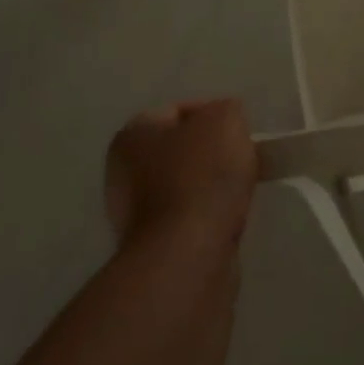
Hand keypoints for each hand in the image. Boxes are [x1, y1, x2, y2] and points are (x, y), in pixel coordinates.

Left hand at [105, 99, 256, 249]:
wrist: (188, 255)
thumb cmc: (202, 175)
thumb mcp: (225, 118)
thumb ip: (226, 109)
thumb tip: (224, 122)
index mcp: (132, 136)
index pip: (180, 110)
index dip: (214, 114)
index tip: (238, 130)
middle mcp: (122, 173)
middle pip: (181, 149)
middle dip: (212, 151)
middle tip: (241, 155)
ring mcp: (132, 215)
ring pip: (185, 183)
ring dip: (211, 184)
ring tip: (238, 188)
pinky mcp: (151, 247)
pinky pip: (187, 216)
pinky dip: (207, 213)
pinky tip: (226, 215)